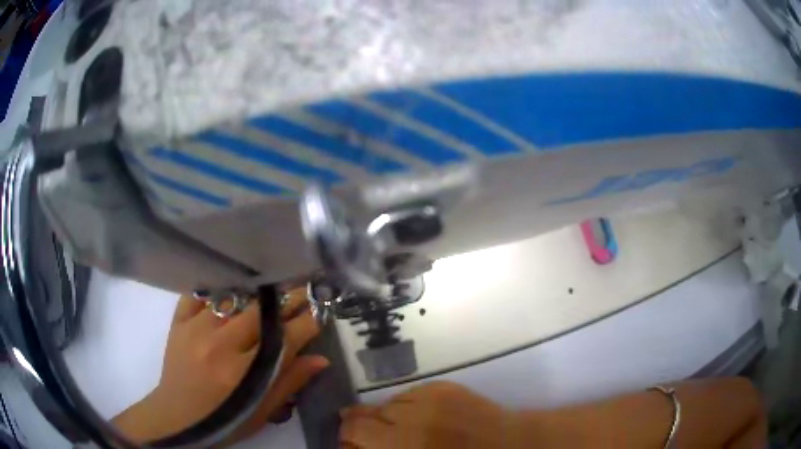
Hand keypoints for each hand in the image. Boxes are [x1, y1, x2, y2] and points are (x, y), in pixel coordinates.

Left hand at [113, 288, 328, 443]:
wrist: (178, 417)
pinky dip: (215, 287)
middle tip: (302, 290)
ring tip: (272, 285)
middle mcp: (220, 344)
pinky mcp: (179, 322)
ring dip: (256, 290)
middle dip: (288, 299)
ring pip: (233, 296)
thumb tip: (321, 359)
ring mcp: (196, 328)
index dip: (308, 322)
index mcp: (244, 372)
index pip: (285, 338)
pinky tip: (228, 286)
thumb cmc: (225, 419)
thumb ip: (290, 382)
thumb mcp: (262, 411)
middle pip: (261, 311)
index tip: (321, 311)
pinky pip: (198, 293)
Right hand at [339, 382, 518, 448]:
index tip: (349, 441)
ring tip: (406, 428)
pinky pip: (411, 394)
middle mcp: (411, 417)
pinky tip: (422, 417)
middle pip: (368, 413)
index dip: (346, 434)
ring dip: (389, 416)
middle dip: (364, 425)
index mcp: (402, 443)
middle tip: (375, 436)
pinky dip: (409, 406)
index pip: (356, 429)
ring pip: (389, 402)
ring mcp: (428, 398)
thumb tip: (354, 445)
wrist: (508, 445)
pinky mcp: (443, 386)